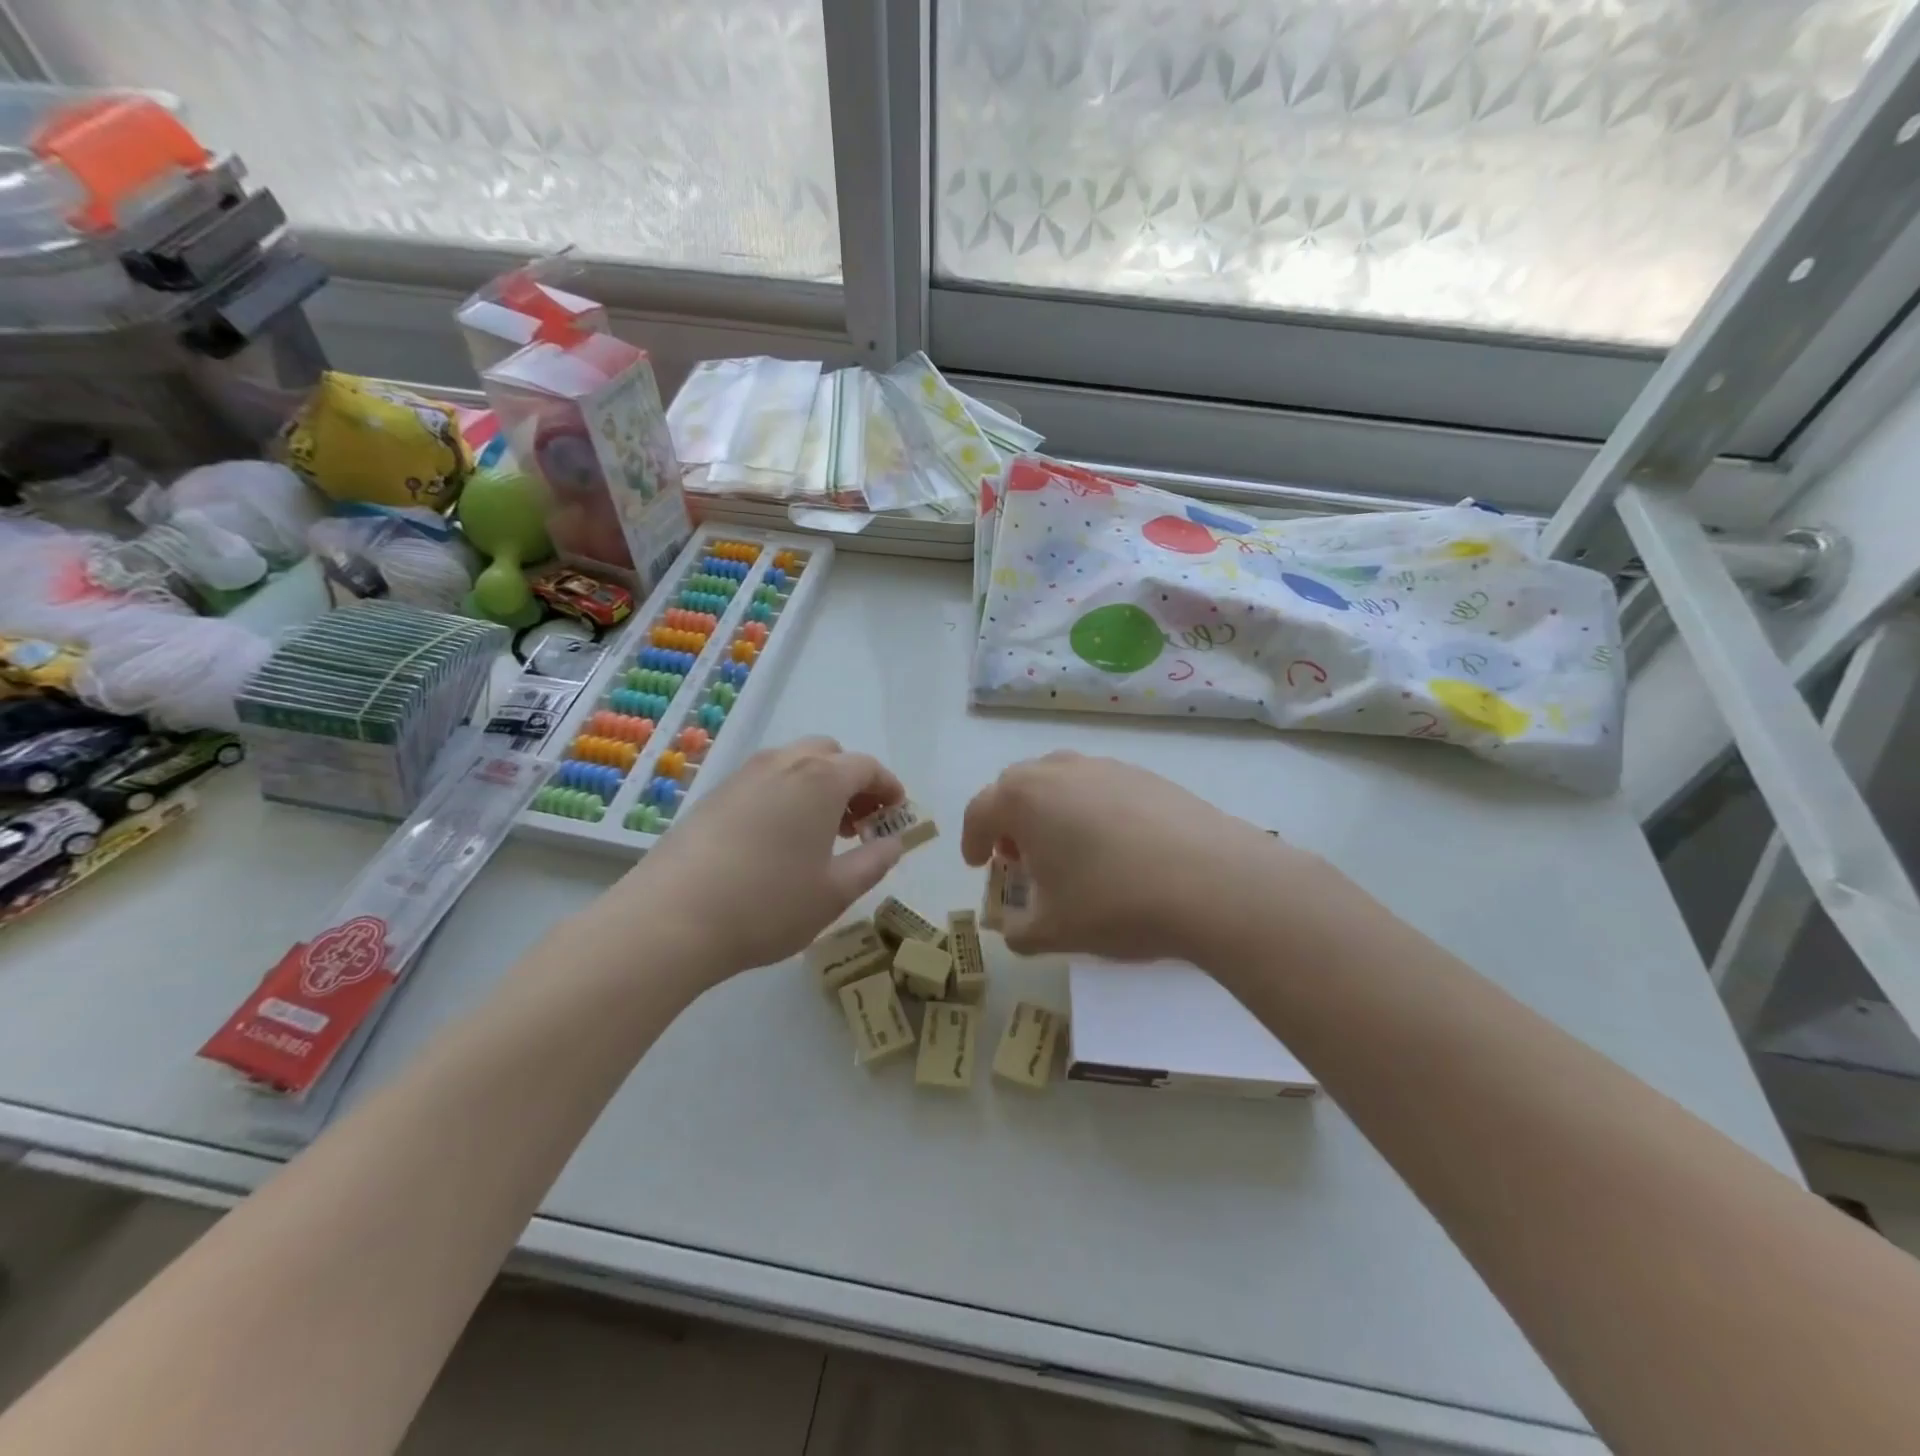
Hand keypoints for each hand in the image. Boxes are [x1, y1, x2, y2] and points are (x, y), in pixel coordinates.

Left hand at [614, 737, 906, 980]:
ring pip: (793, 764)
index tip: (897, 813)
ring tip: (820, 833)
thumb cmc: (768, 904)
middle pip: (829, 754)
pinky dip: (785, 795)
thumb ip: (873, 863)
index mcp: (820, 778)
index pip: (867, 767)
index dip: (889, 787)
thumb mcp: (835, 892)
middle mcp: (782, 763)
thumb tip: (892, 843)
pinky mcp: (713, 795)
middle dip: (852, 781)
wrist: (670, 919)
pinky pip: (764, 781)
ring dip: (817, 786)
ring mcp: (743, 775)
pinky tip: (778, 840)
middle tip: (858, 822)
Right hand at [960, 750, 1306, 961]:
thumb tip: (1015, 926)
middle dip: (1010, 819)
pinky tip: (1115, 848)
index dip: (972, 839)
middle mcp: (1060, 770)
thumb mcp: (1053, 931)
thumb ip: (1018, 930)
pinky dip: (1091, 810)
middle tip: (1019, 856)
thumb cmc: (1115, 902)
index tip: (978, 864)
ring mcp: (1108, 768)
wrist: (1214, 882)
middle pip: (1018, 786)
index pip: (980, 809)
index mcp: (1025, 798)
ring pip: (1062, 781)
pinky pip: (1101, 787)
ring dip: (1050, 811)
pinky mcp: (1148, 776)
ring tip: (1067, 850)